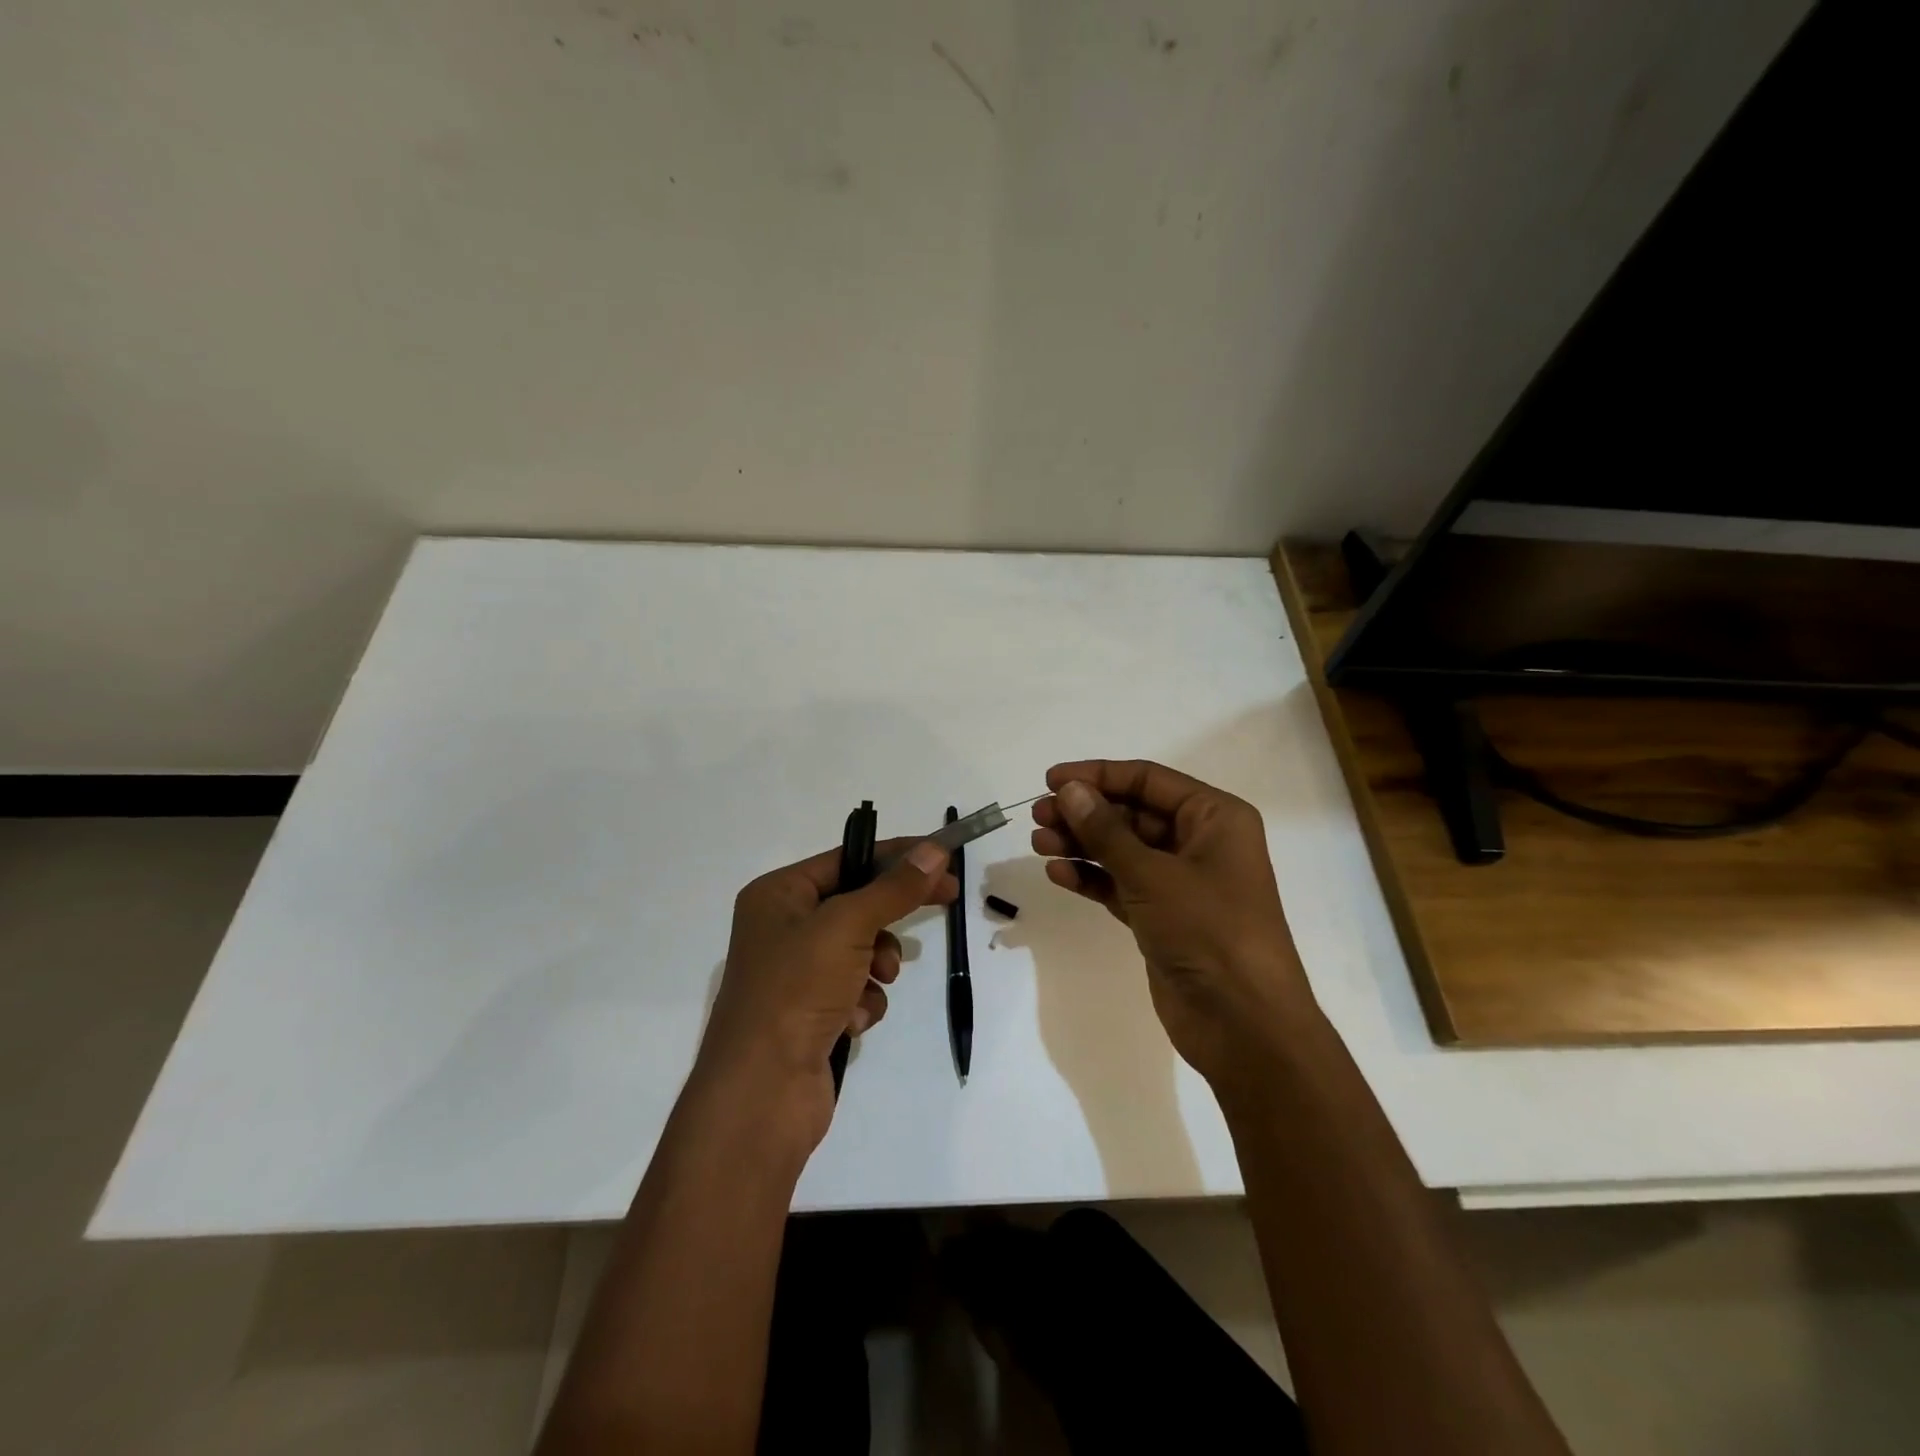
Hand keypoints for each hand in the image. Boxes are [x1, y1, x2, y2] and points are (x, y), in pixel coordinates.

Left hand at [693, 837, 955, 1151]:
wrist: (761, 1094)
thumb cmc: (796, 991)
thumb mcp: (848, 926)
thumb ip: (894, 888)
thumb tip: (934, 850)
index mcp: (778, 895)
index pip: (847, 858)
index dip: (897, 856)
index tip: (943, 857)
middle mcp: (783, 927)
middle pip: (857, 902)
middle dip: (892, 912)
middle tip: (948, 900)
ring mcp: (796, 972)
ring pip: (862, 947)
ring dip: (878, 963)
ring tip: (876, 981)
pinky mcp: (810, 1011)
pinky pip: (856, 988)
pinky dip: (864, 1000)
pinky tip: (853, 1021)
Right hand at [1031, 760, 1312, 1083]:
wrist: (1244, 1025)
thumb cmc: (1209, 932)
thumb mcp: (1152, 874)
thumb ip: (1106, 830)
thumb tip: (1069, 790)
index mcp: (1215, 817)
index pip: (1148, 780)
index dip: (1098, 776)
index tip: (1050, 780)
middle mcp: (1200, 842)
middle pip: (1132, 813)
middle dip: (1085, 813)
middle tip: (1038, 816)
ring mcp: (1181, 882)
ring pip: (1123, 850)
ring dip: (1082, 844)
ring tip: (1039, 843)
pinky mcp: (1163, 917)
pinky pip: (1121, 884)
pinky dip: (1092, 878)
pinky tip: (1059, 874)